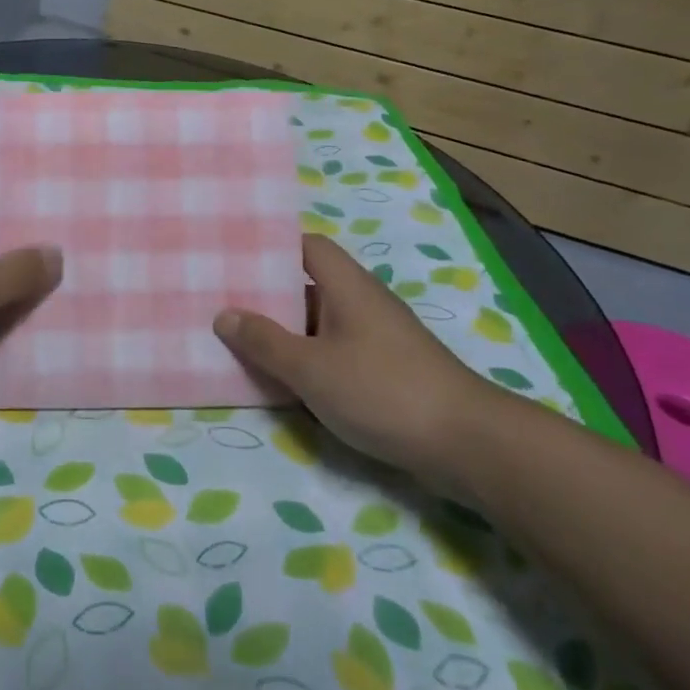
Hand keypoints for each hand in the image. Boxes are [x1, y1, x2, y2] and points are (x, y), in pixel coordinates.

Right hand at [214, 235, 504, 479]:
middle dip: (267, 294)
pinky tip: (283, 379)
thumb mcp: (311, 368)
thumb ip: (265, 342)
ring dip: (285, 331)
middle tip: (223, 301)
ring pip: (319, 321)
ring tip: (240, 340)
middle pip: (307, 284)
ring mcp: (376, 336)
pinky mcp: (385, 368)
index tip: (234, 256)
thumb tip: (224, 315)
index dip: (271, 245)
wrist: (467, 443)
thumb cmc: (382, 390)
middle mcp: (362, 301)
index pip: (305, 245)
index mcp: (346, 285)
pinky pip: (334, 349)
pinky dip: (307, 357)